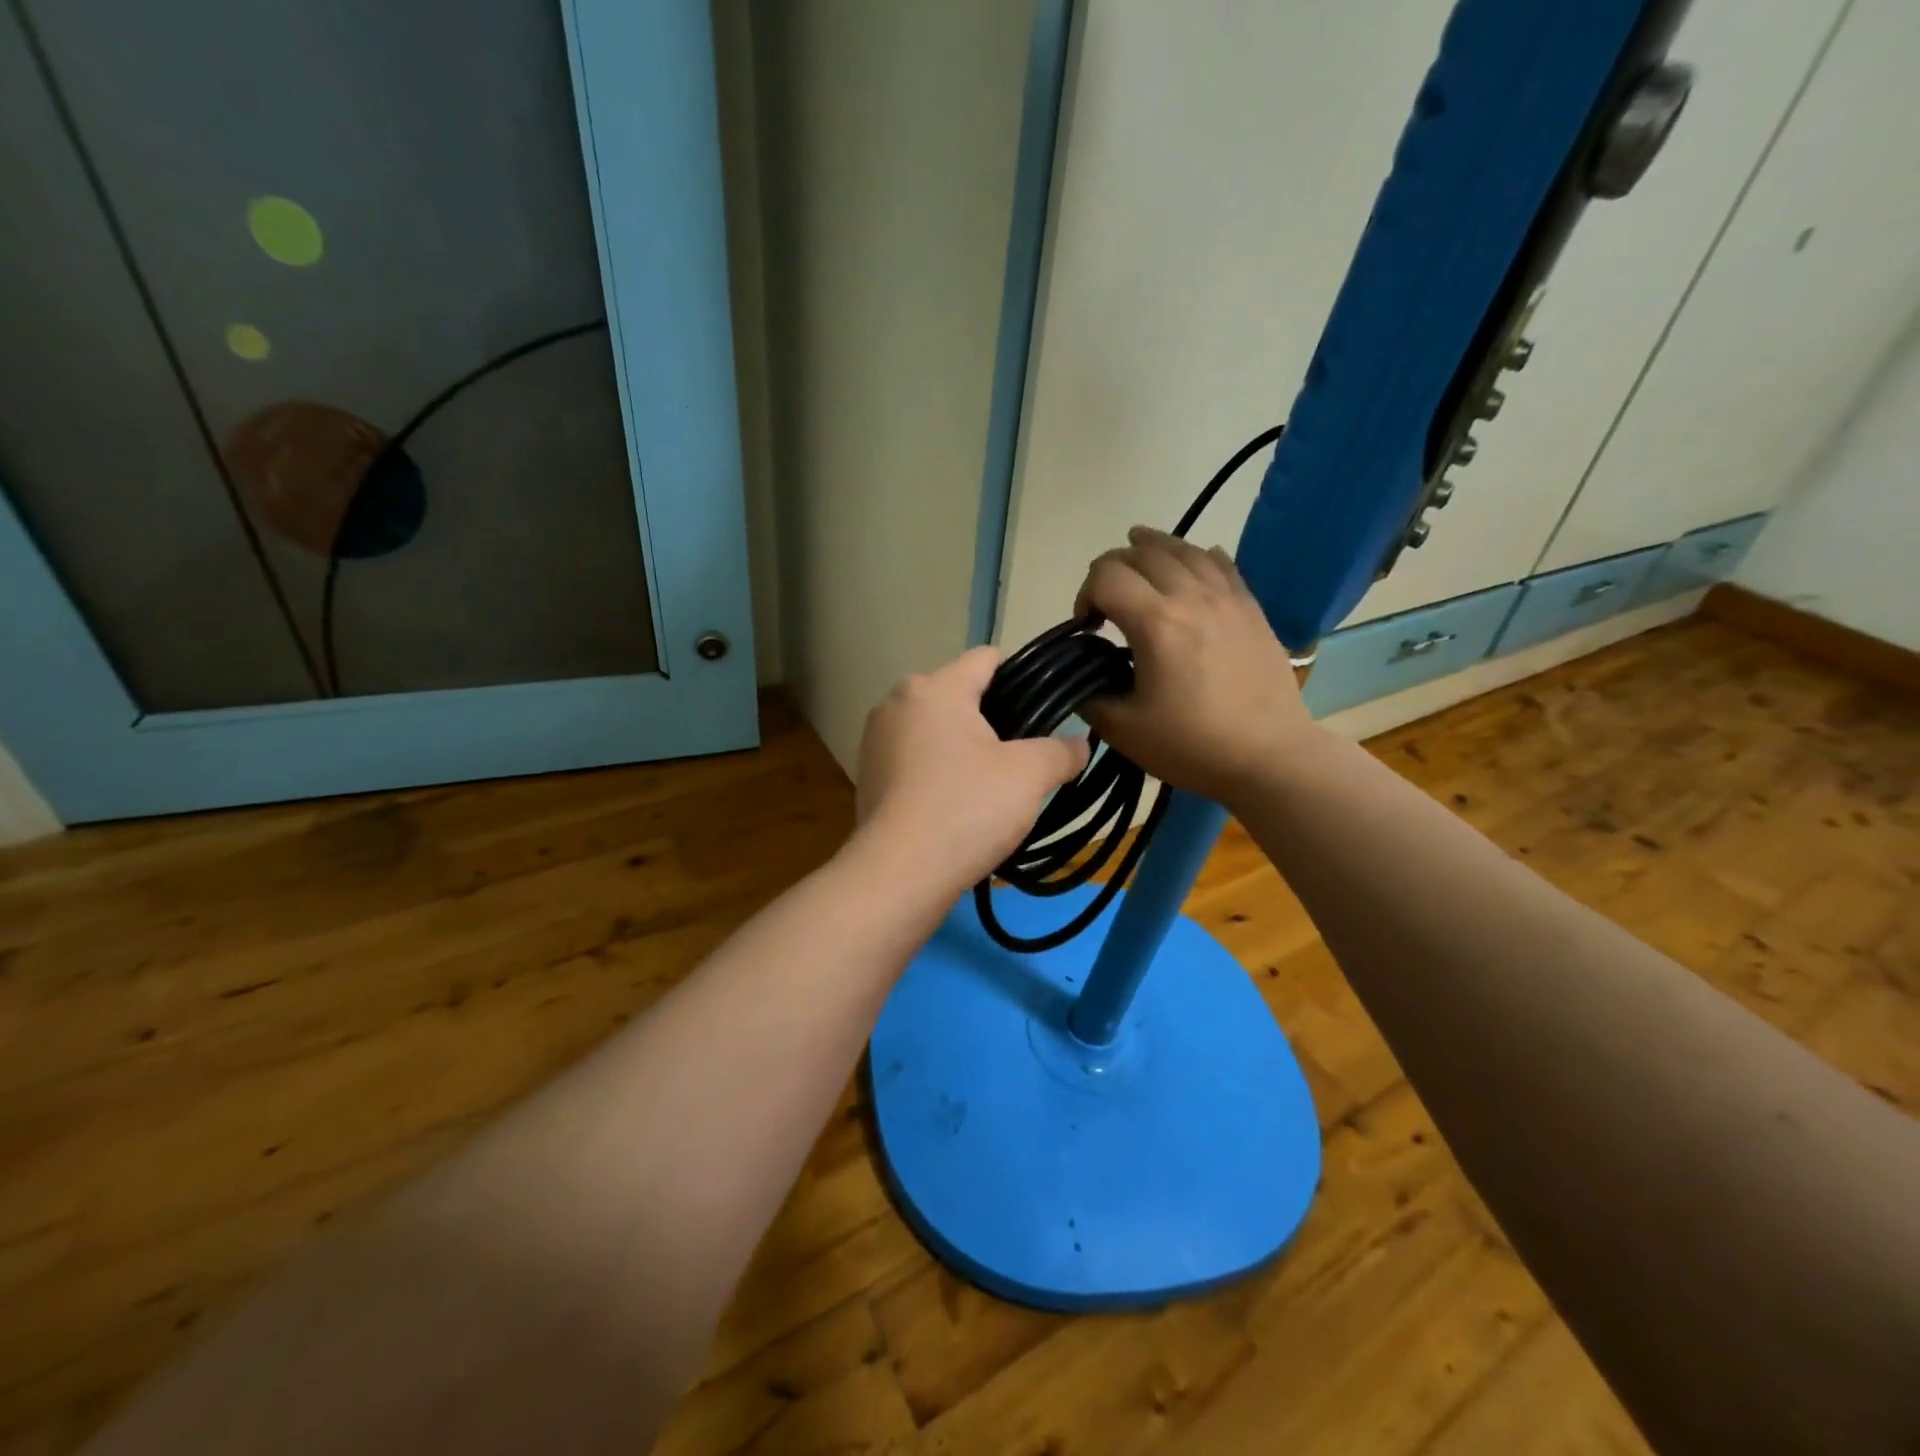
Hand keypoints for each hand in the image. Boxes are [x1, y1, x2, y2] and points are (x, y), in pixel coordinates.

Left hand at [855, 647, 1090, 893]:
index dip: (1024, 676)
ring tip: (993, 783)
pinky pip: (915, 758)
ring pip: (936, 728)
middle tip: (1025, 754)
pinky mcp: (867, 775)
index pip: (988, 659)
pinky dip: (938, 770)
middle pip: (960, 694)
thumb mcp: (1029, 776)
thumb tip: (1079, 744)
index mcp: (934, 687)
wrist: (899, 874)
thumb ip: (1061, 751)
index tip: (1047, 708)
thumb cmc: (966, 808)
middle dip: (994, 717)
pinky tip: (958, 802)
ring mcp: (876, 739)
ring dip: (964, 746)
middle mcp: (898, 702)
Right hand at [1075, 527, 1320, 803]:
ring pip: (1185, 550)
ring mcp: (1227, 599)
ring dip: (1153, 546)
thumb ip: (1091, 696)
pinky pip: (1223, 564)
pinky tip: (1195, 558)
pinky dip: (1200, 555)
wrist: (1268, 756)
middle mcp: (1191, 597)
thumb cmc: (1192, 745)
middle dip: (1112, 566)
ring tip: (1137, 546)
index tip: (1087, 626)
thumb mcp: (1123, 730)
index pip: (1106, 577)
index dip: (1085, 593)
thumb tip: (1084, 677)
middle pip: (1142, 554)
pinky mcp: (1251, 609)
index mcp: (1155, 623)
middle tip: (1105, 596)